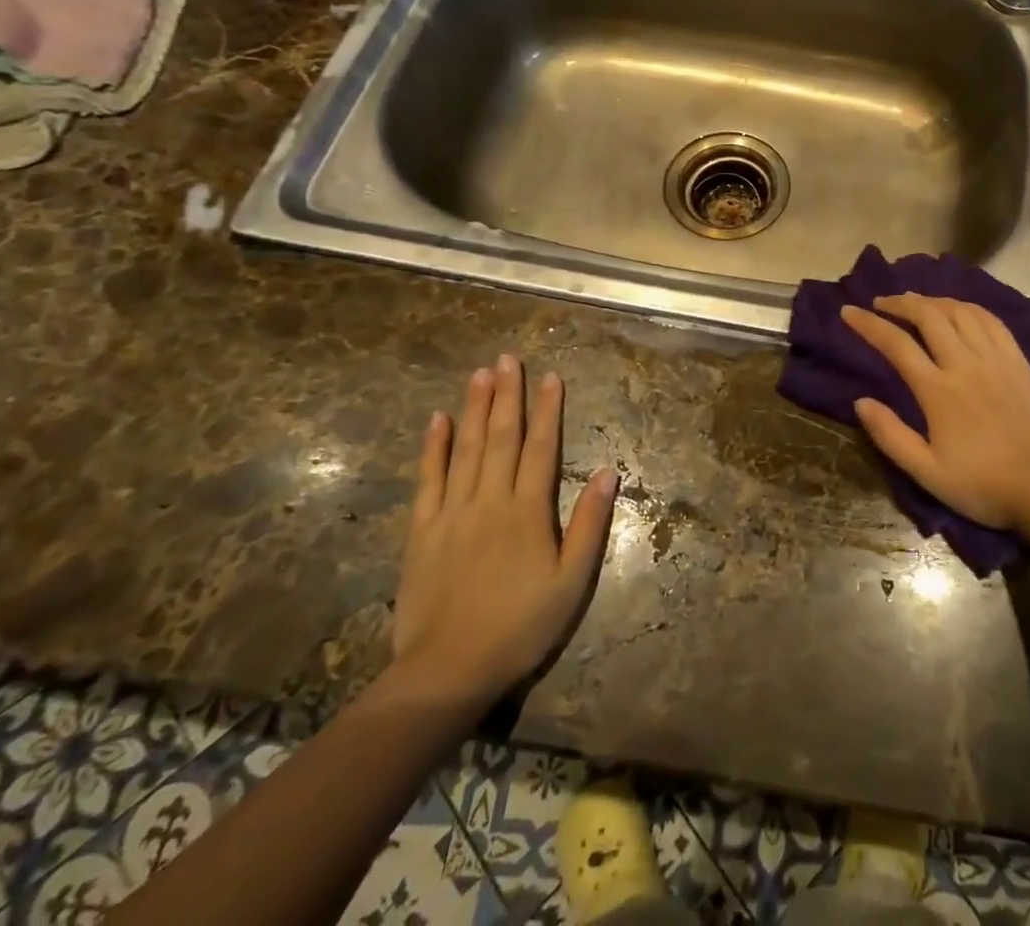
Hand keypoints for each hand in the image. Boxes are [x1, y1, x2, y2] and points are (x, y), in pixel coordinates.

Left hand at [391, 358, 618, 711]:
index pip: (541, 447)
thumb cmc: (520, 626)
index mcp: (528, 511)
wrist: (447, 671)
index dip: (547, 409)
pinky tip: (438, 420)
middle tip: (508, 358)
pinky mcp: (422, 531)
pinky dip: (434, 447)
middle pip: (501, 437)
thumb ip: (589, 524)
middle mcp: (490, 500)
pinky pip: (428, 479)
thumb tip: (607, 471)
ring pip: (466, 448)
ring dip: (474, 408)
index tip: (551, 376)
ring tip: (479, 373)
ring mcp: (452, 513)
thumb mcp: (571, 582)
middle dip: (507, 395)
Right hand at [841, 294, 1029, 530]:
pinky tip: (961, 309)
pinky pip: (992, 321)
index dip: (869, 324)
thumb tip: (860, 401)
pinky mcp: (1019, 362)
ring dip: (933, 300)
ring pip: (960, 312)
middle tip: (882, 302)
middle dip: (900, 303)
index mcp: (938, 390)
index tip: (849, 311)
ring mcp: (995, 359)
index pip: (896, 343)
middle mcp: (965, 363)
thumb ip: (891, 435)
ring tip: (917, 302)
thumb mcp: (927, 472)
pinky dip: (970, 308)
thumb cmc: (982, 485)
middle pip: (928, 316)